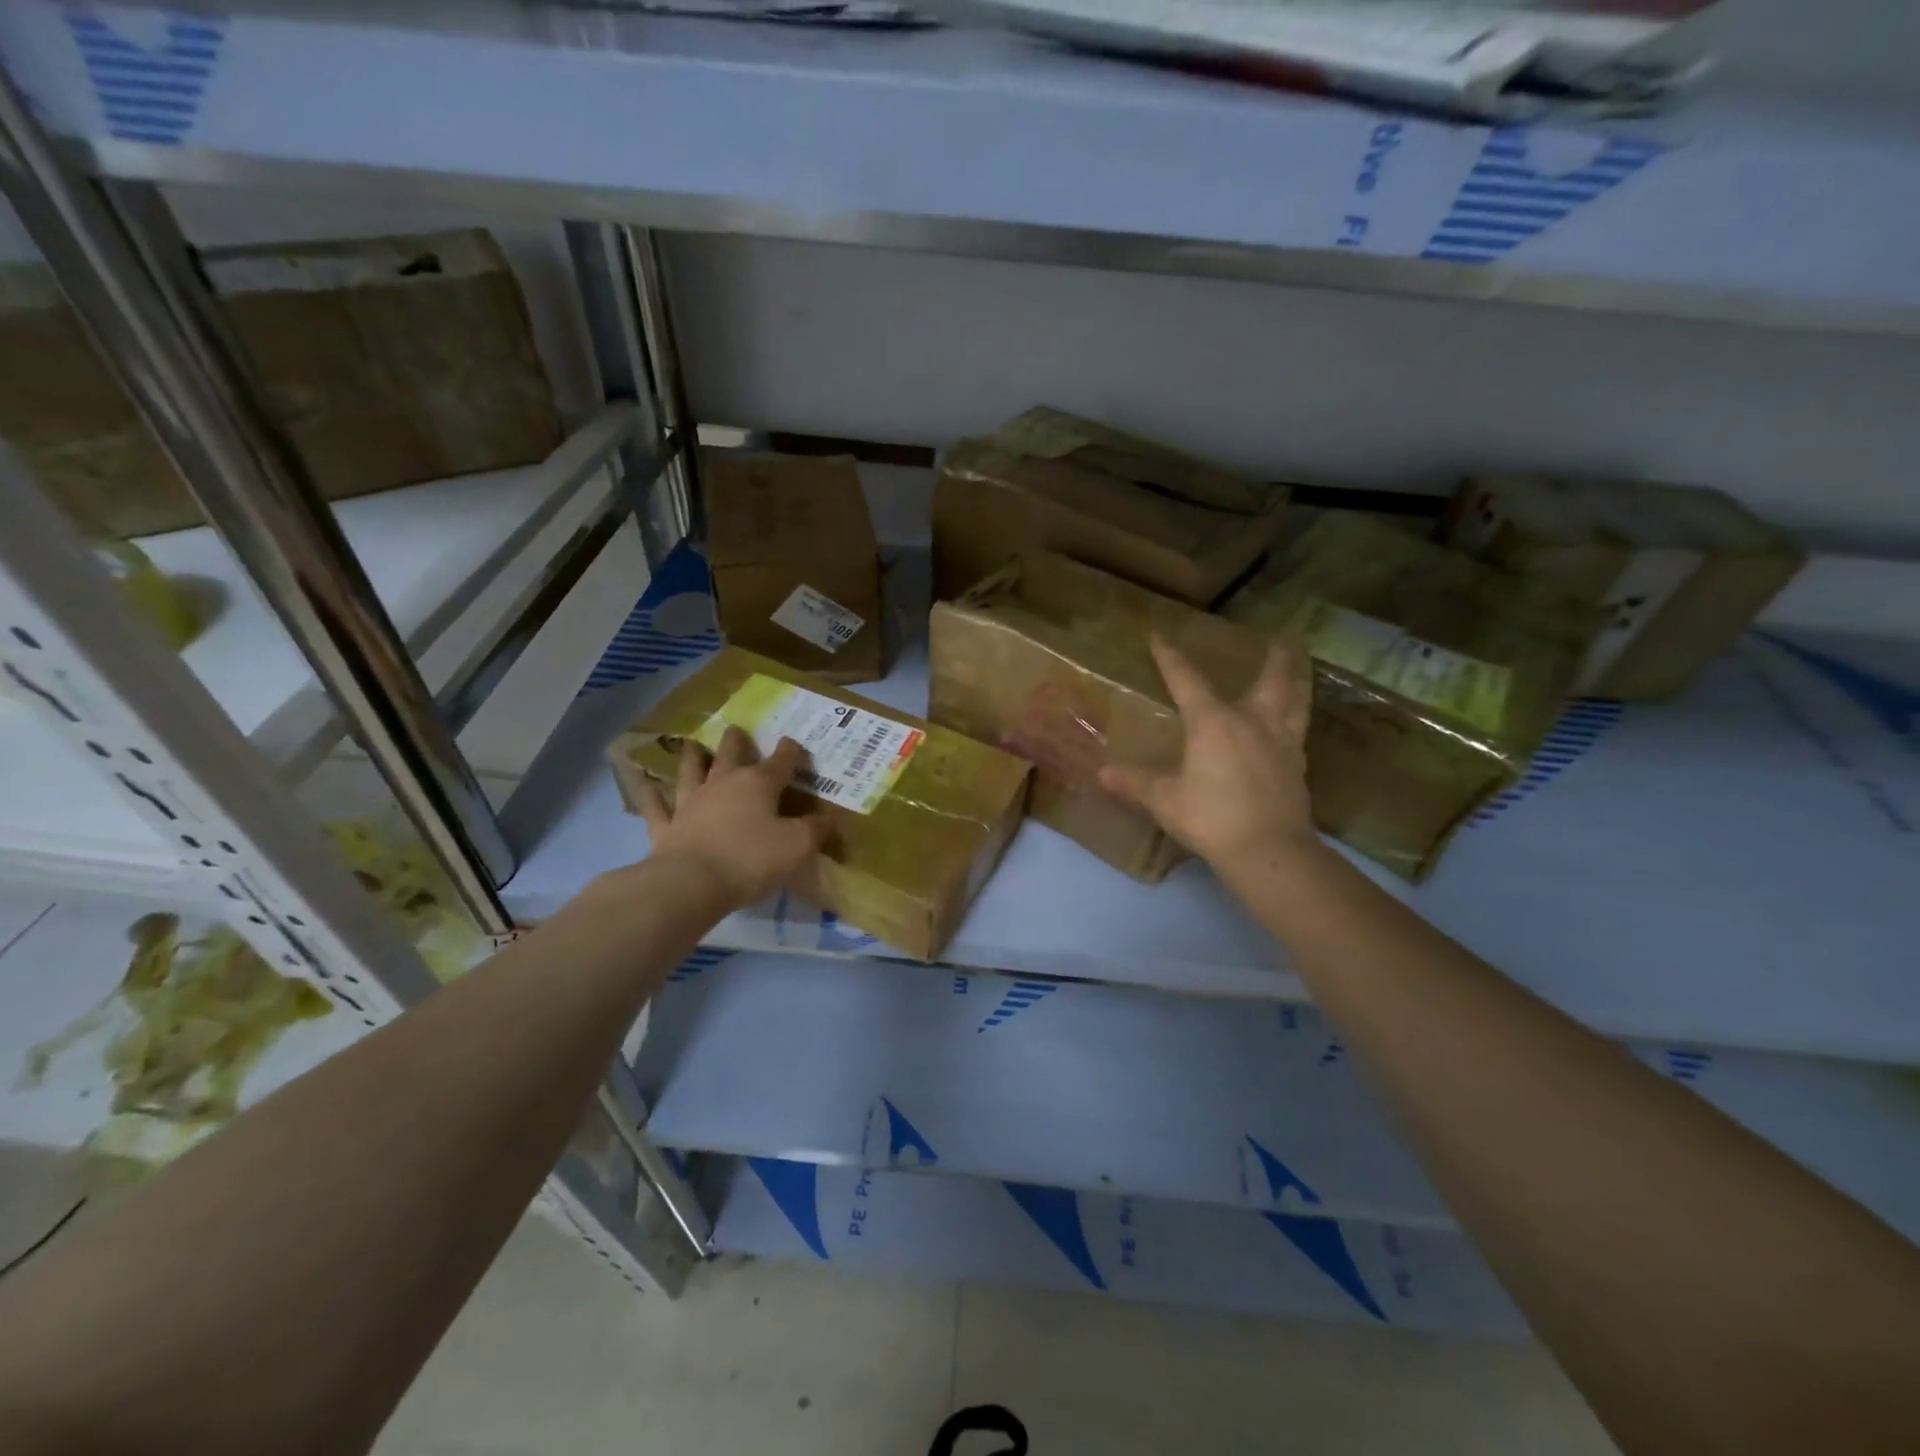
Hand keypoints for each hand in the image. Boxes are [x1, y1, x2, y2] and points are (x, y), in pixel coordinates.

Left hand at [629, 729, 827, 909]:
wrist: (692, 884)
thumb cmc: (751, 860)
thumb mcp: (798, 846)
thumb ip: (815, 829)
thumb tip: (828, 818)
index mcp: (758, 784)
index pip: (781, 761)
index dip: (791, 752)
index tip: (795, 746)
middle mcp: (723, 784)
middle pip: (731, 756)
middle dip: (737, 743)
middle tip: (736, 730)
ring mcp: (690, 803)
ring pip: (691, 772)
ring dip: (694, 758)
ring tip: (694, 745)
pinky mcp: (666, 827)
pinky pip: (655, 806)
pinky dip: (650, 794)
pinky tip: (644, 784)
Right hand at [1100, 635, 1318, 869]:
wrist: (1268, 850)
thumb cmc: (1211, 817)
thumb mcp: (1165, 800)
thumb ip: (1134, 783)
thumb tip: (1101, 773)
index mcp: (1214, 722)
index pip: (1187, 680)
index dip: (1170, 658)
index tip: (1160, 636)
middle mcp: (1252, 720)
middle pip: (1271, 677)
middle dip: (1274, 655)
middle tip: (1281, 635)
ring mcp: (1281, 741)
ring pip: (1297, 698)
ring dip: (1299, 678)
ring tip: (1301, 666)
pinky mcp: (1297, 764)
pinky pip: (1299, 729)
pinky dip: (1297, 716)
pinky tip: (1293, 724)